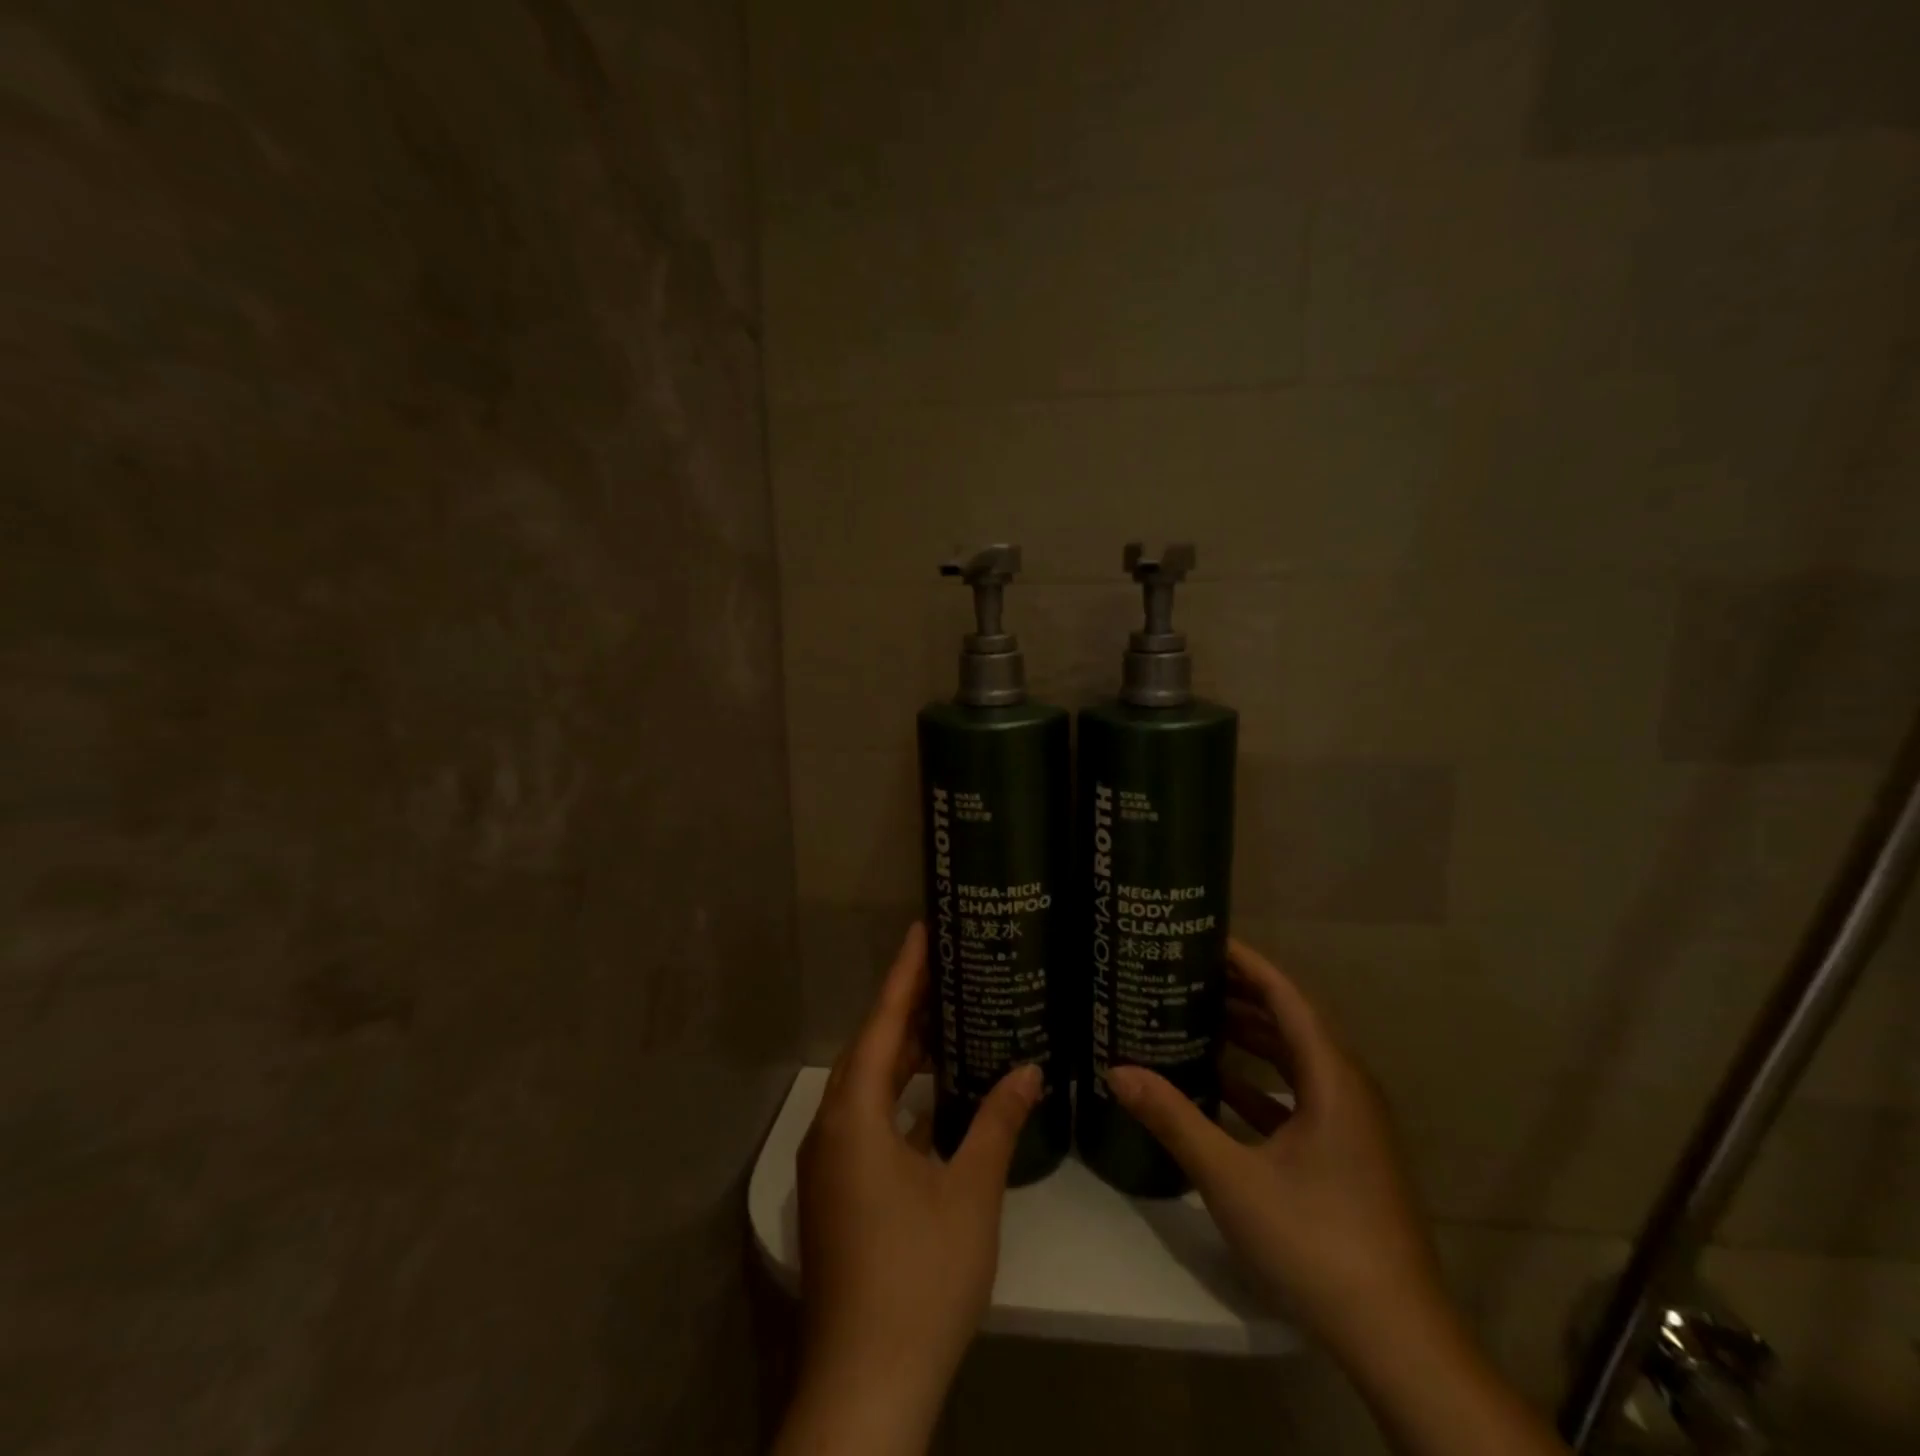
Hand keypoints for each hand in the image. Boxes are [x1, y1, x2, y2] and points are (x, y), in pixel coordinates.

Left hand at [775, 923, 1041, 1455]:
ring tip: (946, 1020)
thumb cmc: (919, 1277)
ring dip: (901, 1054)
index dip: (904, 974)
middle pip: (869, 1049)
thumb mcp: (969, 1193)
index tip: (922, 930)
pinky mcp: (837, 1193)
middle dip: (905, 1008)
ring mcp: (829, 1164)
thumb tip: (1029, 1068)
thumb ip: (998, 1122)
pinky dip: (897, 1095)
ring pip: (866, 1086)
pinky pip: (866, 1119)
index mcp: (854, 1115)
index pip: (881, 1023)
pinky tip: (931, 1097)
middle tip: (947, 969)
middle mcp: (831, 1129)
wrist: (865, 1387)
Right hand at [1107, 938, 1444, 1361]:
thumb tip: (1117, 1070)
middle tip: (1186, 972)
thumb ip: (1174, 1119)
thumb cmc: (1317, 1242)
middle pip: (1291, 1021)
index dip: (1247, 962)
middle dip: (1240, 994)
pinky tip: (1219, 1084)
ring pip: (1296, 1060)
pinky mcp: (1347, 1154)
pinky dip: (1260, 1081)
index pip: (1286, 996)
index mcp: (1332, 1078)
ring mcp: (1352, 1124)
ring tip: (1195, 1016)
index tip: (1204, 937)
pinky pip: (1299, 1095)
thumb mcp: (1232, 1177)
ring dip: (1250, 1037)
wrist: (1398, 1340)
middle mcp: (1348, 1088)